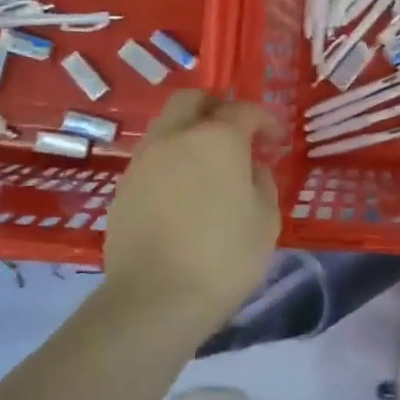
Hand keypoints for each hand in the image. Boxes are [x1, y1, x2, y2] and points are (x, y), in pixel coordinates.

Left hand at [102, 90, 280, 327]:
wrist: (155, 298)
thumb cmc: (224, 257)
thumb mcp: (265, 221)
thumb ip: (262, 183)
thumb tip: (250, 168)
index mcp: (216, 139)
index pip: (244, 111)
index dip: (265, 120)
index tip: (276, 139)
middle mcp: (175, 138)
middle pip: (191, 101)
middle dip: (215, 107)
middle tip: (234, 130)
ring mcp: (143, 161)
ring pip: (166, 127)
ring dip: (188, 133)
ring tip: (207, 163)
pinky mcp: (123, 188)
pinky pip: (151, 159)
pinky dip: (170, 162)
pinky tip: (182, 191)